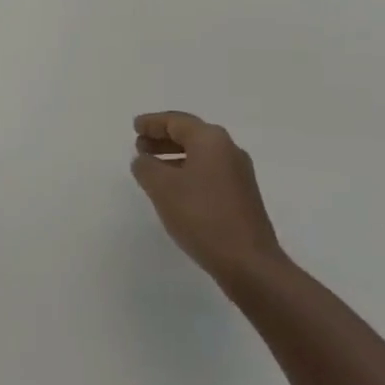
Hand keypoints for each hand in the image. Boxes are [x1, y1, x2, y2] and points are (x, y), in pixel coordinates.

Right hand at [131, 111, 282, 284]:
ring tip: (152, 170)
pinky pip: (209, 173)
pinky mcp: (242, 196)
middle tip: (139, 147)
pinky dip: (188, 173)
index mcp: (211, 139)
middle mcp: (228, 149)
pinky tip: (175, 192)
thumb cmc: (203, 217)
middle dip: (163, 139)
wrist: (249, 263)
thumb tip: (143, 160)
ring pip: (200, 155)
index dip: (153, 123)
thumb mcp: (164, 189)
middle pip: (190, 135)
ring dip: (174, 157)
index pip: (176, 121)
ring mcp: (239, 173)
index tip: (135, 127)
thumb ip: (147, 168)